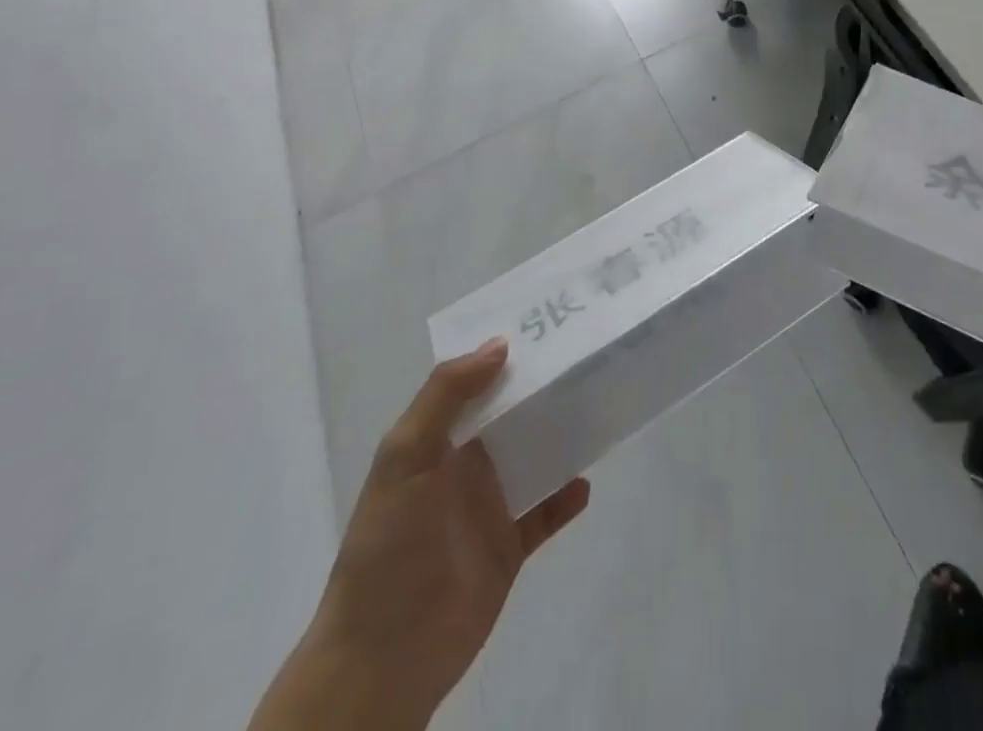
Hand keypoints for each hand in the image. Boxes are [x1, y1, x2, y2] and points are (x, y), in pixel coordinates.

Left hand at [250, 339, 589, 730]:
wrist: (383, 657)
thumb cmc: (389, 545)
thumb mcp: (404, 458)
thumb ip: (446, 396)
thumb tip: (499, 345)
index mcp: (436, 442)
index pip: (474, 385)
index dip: (503, 356)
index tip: (545, 325)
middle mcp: (463, 468)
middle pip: (510, 417)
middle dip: (541, 389)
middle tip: (586, 356)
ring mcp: (487, 508)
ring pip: (532, 457)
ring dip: (560, 436)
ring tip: (598, 406)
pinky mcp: (508, 548)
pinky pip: (544, 514)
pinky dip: (565, 498)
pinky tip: (585, 482)